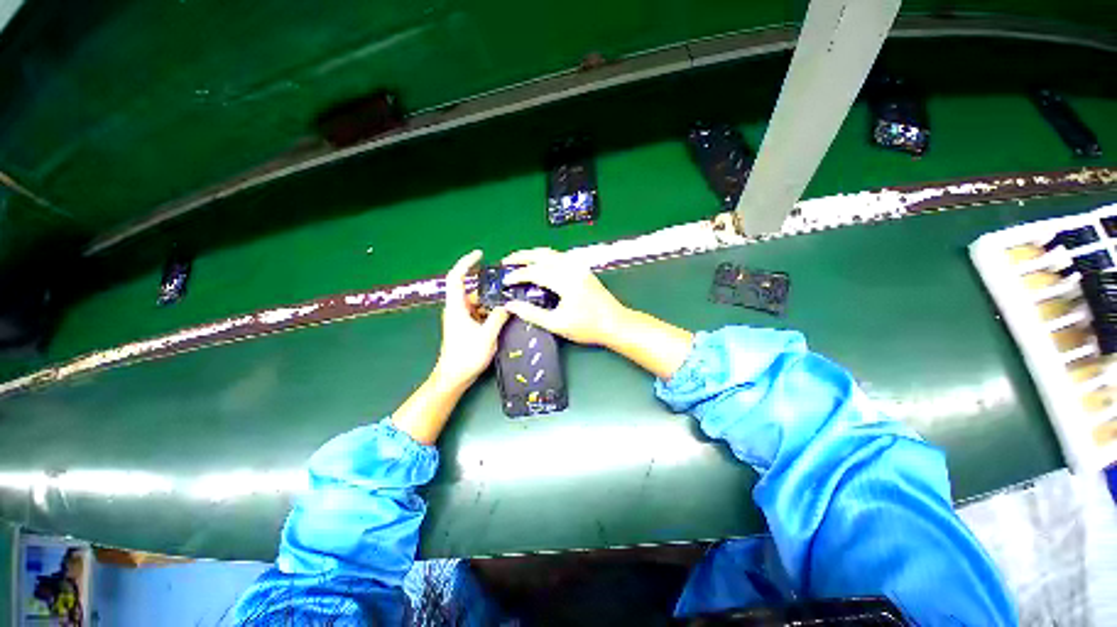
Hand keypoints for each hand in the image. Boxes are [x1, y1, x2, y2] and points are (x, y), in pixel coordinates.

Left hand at [433, 250, 509, 389]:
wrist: (454, 377)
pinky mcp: (467, 327)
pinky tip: (504, 316)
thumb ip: (498, 318)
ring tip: (511, 303)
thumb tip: (508, 305)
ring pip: (479, 303)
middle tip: (509, 287)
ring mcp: (462, 319)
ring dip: (492, 303)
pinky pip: (480, 313)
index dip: (466, 263)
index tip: (480, 254)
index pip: (456, 278)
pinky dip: (491, 312)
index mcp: (457, 307)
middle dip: (490, 288)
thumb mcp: (487, 336)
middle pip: (474, 291)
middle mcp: (457, 309)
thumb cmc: (466, 356)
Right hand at [502, 248, 628, 345]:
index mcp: (565, 280)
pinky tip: (540, 265)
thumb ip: (532, 313)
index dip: (517, 275)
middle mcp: (571, 268)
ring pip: (552, 253)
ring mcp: (579, 267)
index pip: (535, 271)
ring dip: (533, 255)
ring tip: (519, 261)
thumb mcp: (557, 324)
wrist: (615, 323)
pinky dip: (545, 258)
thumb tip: (510, 305)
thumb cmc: (587, 326)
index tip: (504, 281)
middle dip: (522, 256)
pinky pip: (560, 257)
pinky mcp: (583, 269)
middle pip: (542, 255)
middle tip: (505, 261)